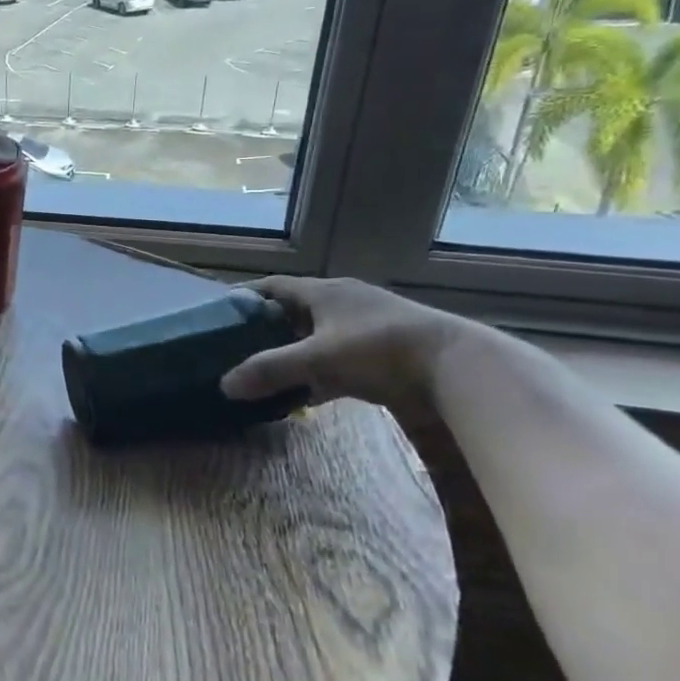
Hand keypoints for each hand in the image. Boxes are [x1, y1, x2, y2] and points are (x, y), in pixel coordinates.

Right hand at [219, 276, 469, 414]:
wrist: (459, 368)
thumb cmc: (379, 350)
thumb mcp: (317, 359)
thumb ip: (270, 370)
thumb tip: (224, 385)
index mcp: (324, 292)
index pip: (272, 286)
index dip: (245, 297)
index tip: (220, 315)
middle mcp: (343, 302)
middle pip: (293, 312)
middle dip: (265, 330)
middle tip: (237, 349)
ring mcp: (366, 327)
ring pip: (316, 337)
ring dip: (293, 354)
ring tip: (265, 373)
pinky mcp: (385, 353)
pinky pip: (339, 360)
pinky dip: (319, 374)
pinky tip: (305, 394)